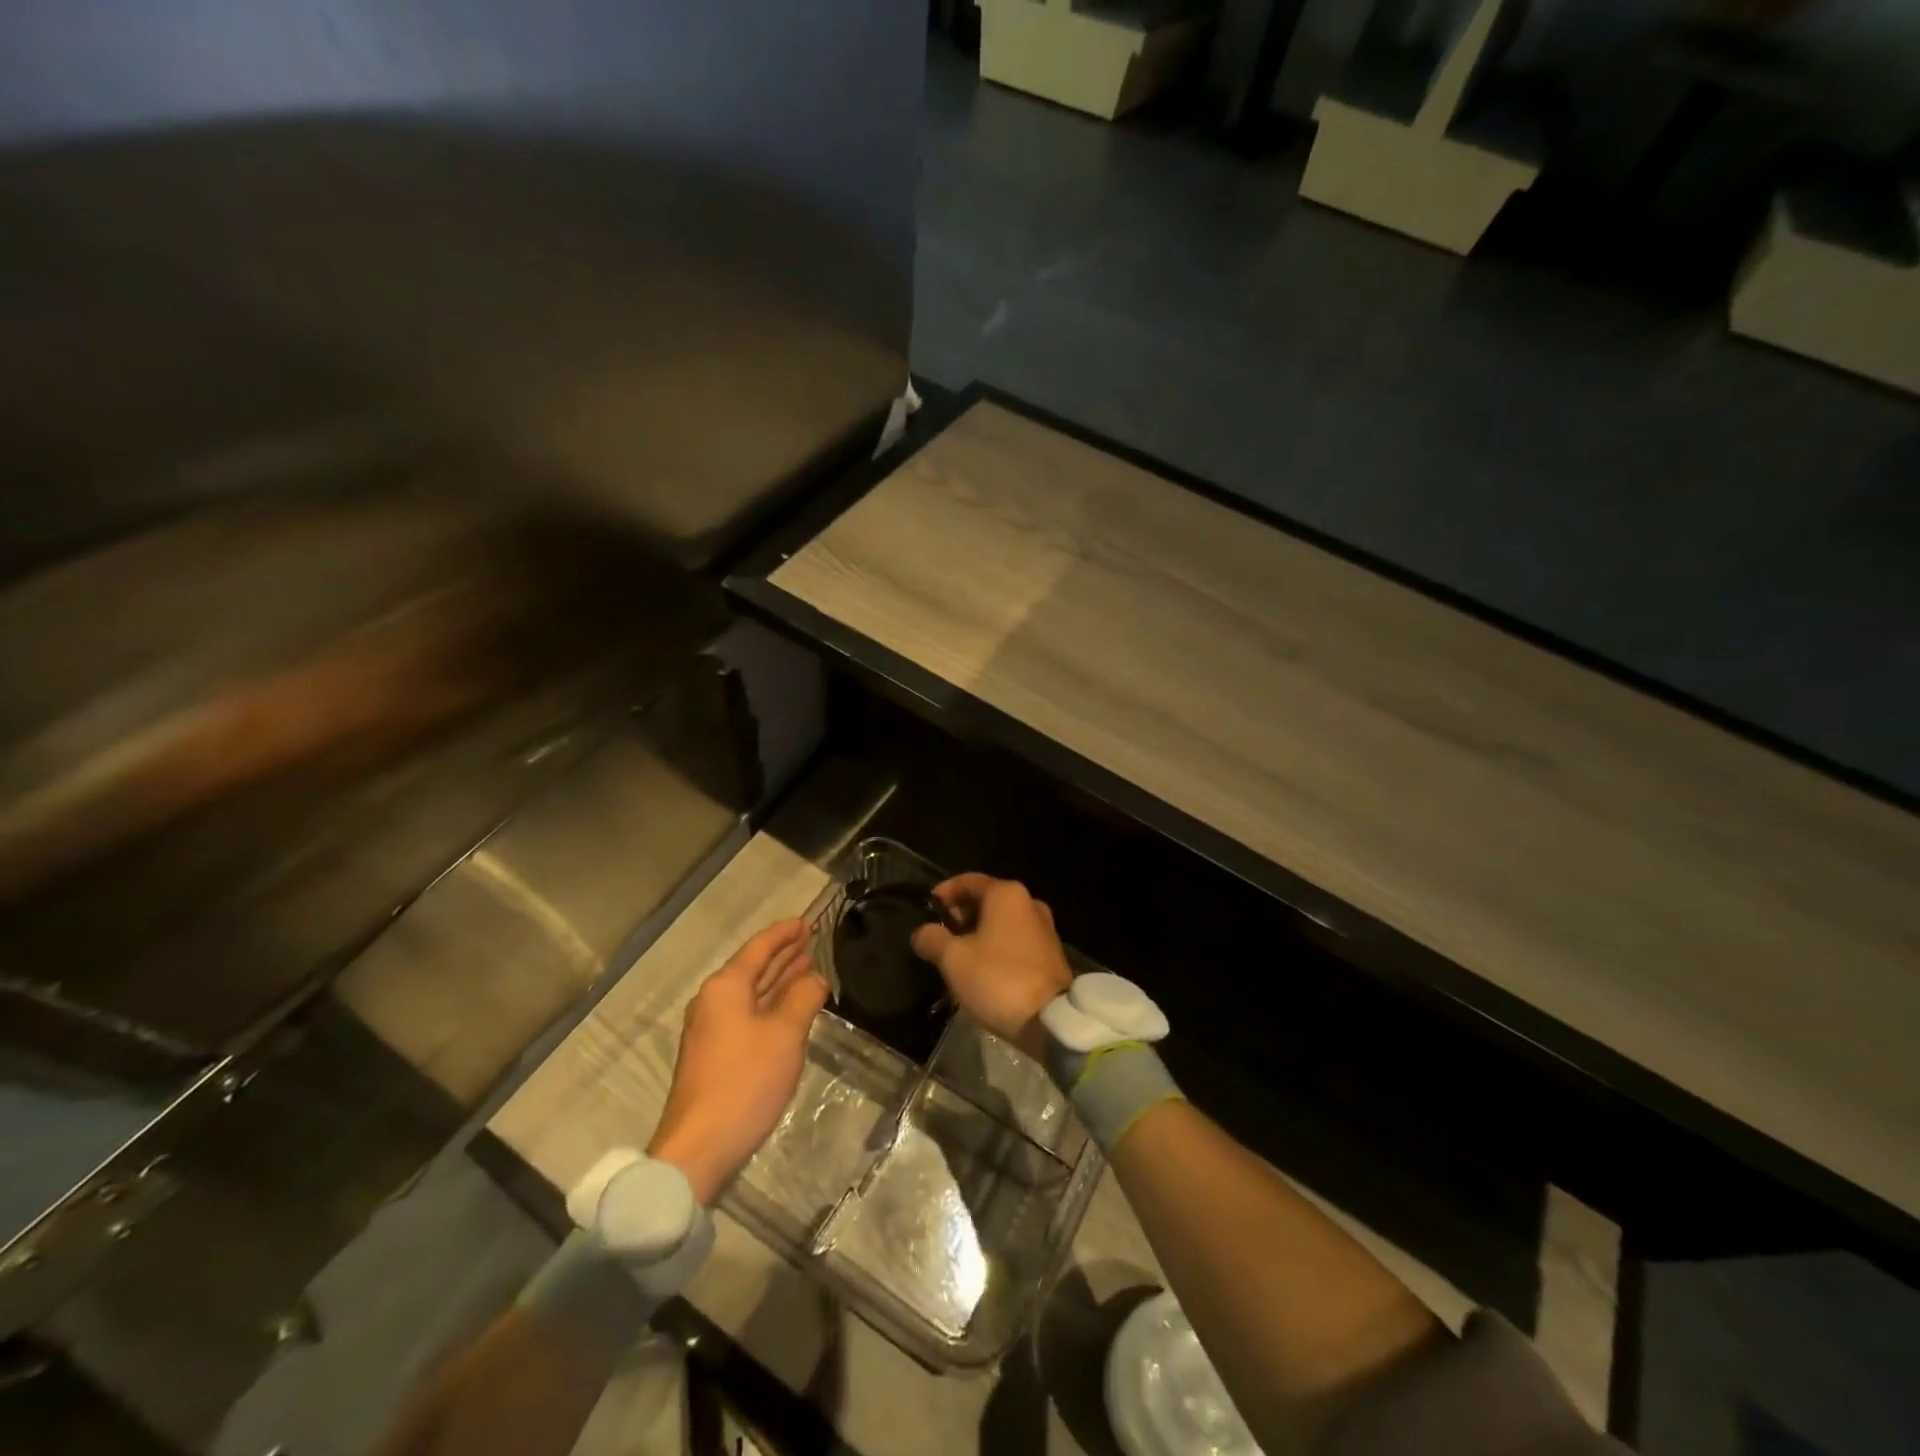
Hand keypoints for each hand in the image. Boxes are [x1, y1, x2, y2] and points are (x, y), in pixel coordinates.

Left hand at [647, 919, 827, 1204]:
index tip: (808, 921)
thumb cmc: (745, 1080)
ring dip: (780, 979)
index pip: (759, 948)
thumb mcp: (785, 1034)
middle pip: (754, 968)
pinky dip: (772, 1004)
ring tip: (808, 964)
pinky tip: (791, 1006)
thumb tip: (815, 978)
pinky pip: (750, 1014)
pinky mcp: (717, 1055)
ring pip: (752, 993)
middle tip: (813, 938)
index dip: (784, 933)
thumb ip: (804, 998)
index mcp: (726, 988)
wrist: (700, 1147)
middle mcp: (714, 1001)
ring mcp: (713, 1030)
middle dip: (783, 954)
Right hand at [910, 874, 1071, 1060]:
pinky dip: (995, 947)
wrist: (1050, 1020)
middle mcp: (1029, 902)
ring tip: (956, 958)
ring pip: (1000, 922)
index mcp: (1006, 894)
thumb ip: (932, 939)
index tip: (926, 911)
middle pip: (985, 900)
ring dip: (977, 934)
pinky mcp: (1050, 953)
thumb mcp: (953, 959)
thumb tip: (921, 932)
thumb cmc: (997, 978)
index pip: (967, 881)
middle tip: (939, 937)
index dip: (943, 893)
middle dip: (960, 916)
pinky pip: (1015, 940)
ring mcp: (1044, 928)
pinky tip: (981, 970)